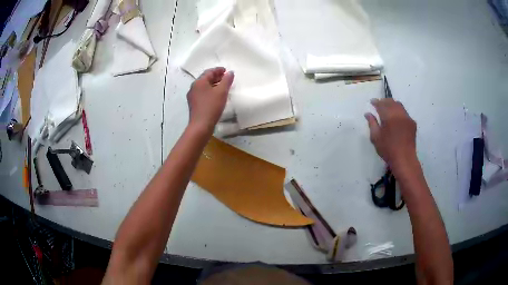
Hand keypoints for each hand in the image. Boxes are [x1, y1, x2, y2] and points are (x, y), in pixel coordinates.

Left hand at [187, 67, 234, 131]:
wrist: (201, 125)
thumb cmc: (211, 106)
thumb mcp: (222, 92)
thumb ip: (227, 80)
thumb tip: (230, 72)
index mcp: (199, 82)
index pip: (209, 72)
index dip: (218, 70)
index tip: (226, 70)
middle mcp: (194, 87)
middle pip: (205, 78)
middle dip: (216, 77)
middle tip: (225, 78)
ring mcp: (192, 96)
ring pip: (204, 86)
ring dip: (213, 84)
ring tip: (223, 86)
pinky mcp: (194, 104)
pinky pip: (202, 93)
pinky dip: (210, 91)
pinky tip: (216, 96)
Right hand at [365, 98, 416, 169]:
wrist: (404, 159)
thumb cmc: (388, 149)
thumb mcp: (376, 137)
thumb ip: (372, 123)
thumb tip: (367, 113)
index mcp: (389, 116)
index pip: (381, 104)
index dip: (376, 102)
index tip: (372, 102)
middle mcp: (399, 113)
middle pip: (391, 102)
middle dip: (384, 101)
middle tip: (379, 104)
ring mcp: (407, 117)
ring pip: (399, 105)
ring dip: (392, 104)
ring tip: (388, 108)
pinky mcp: (412, 123)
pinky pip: (404, 112)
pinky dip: (399, 111)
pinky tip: (396, 117)